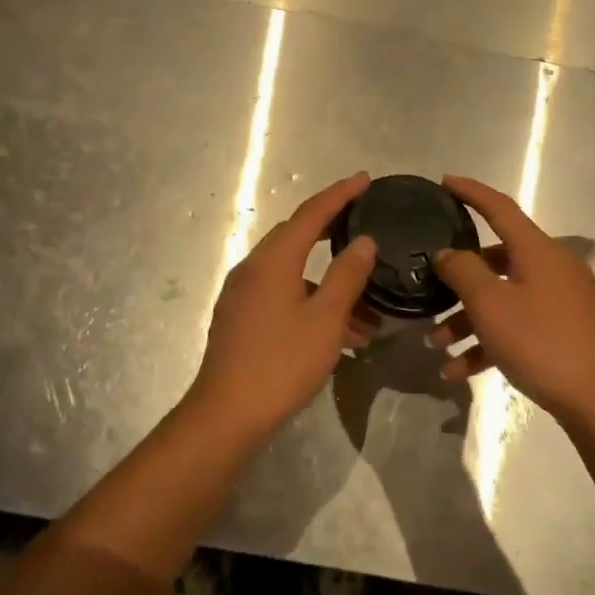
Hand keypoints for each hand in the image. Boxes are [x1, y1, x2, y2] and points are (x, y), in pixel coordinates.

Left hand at [186, 172, 380, 441]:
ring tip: (367, 307)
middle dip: (332, 231)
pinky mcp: (240, 318)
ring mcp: (242, 294)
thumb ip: (346, 276)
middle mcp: (253, 268)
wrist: (226, 414)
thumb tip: (363, 241)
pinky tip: (338, 331)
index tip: (365, 180)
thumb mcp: (325, 319)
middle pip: (296, 237)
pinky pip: (281, 295)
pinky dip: (311, 301)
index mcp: (273, 260)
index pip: (310, 214)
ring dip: (327, 282)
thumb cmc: (281, 363)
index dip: (339, 194)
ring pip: (292, 273)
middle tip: (364, 225)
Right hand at [427, 175, 594, 422]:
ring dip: (466, 320)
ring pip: (502, 299)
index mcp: (537, 250)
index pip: (499, 208)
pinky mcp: (561, 331)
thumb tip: (447, 254)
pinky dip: (488, 343)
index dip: (471, 193)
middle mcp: (550, 268)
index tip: (444, 182)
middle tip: (429, 286)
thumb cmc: (540, 341)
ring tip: (436, 344)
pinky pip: (516, 327)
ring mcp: (558, 301)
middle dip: (458, 280)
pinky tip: (457, 371)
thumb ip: (462, 271)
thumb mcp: (490, 304)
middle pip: (495, 261)